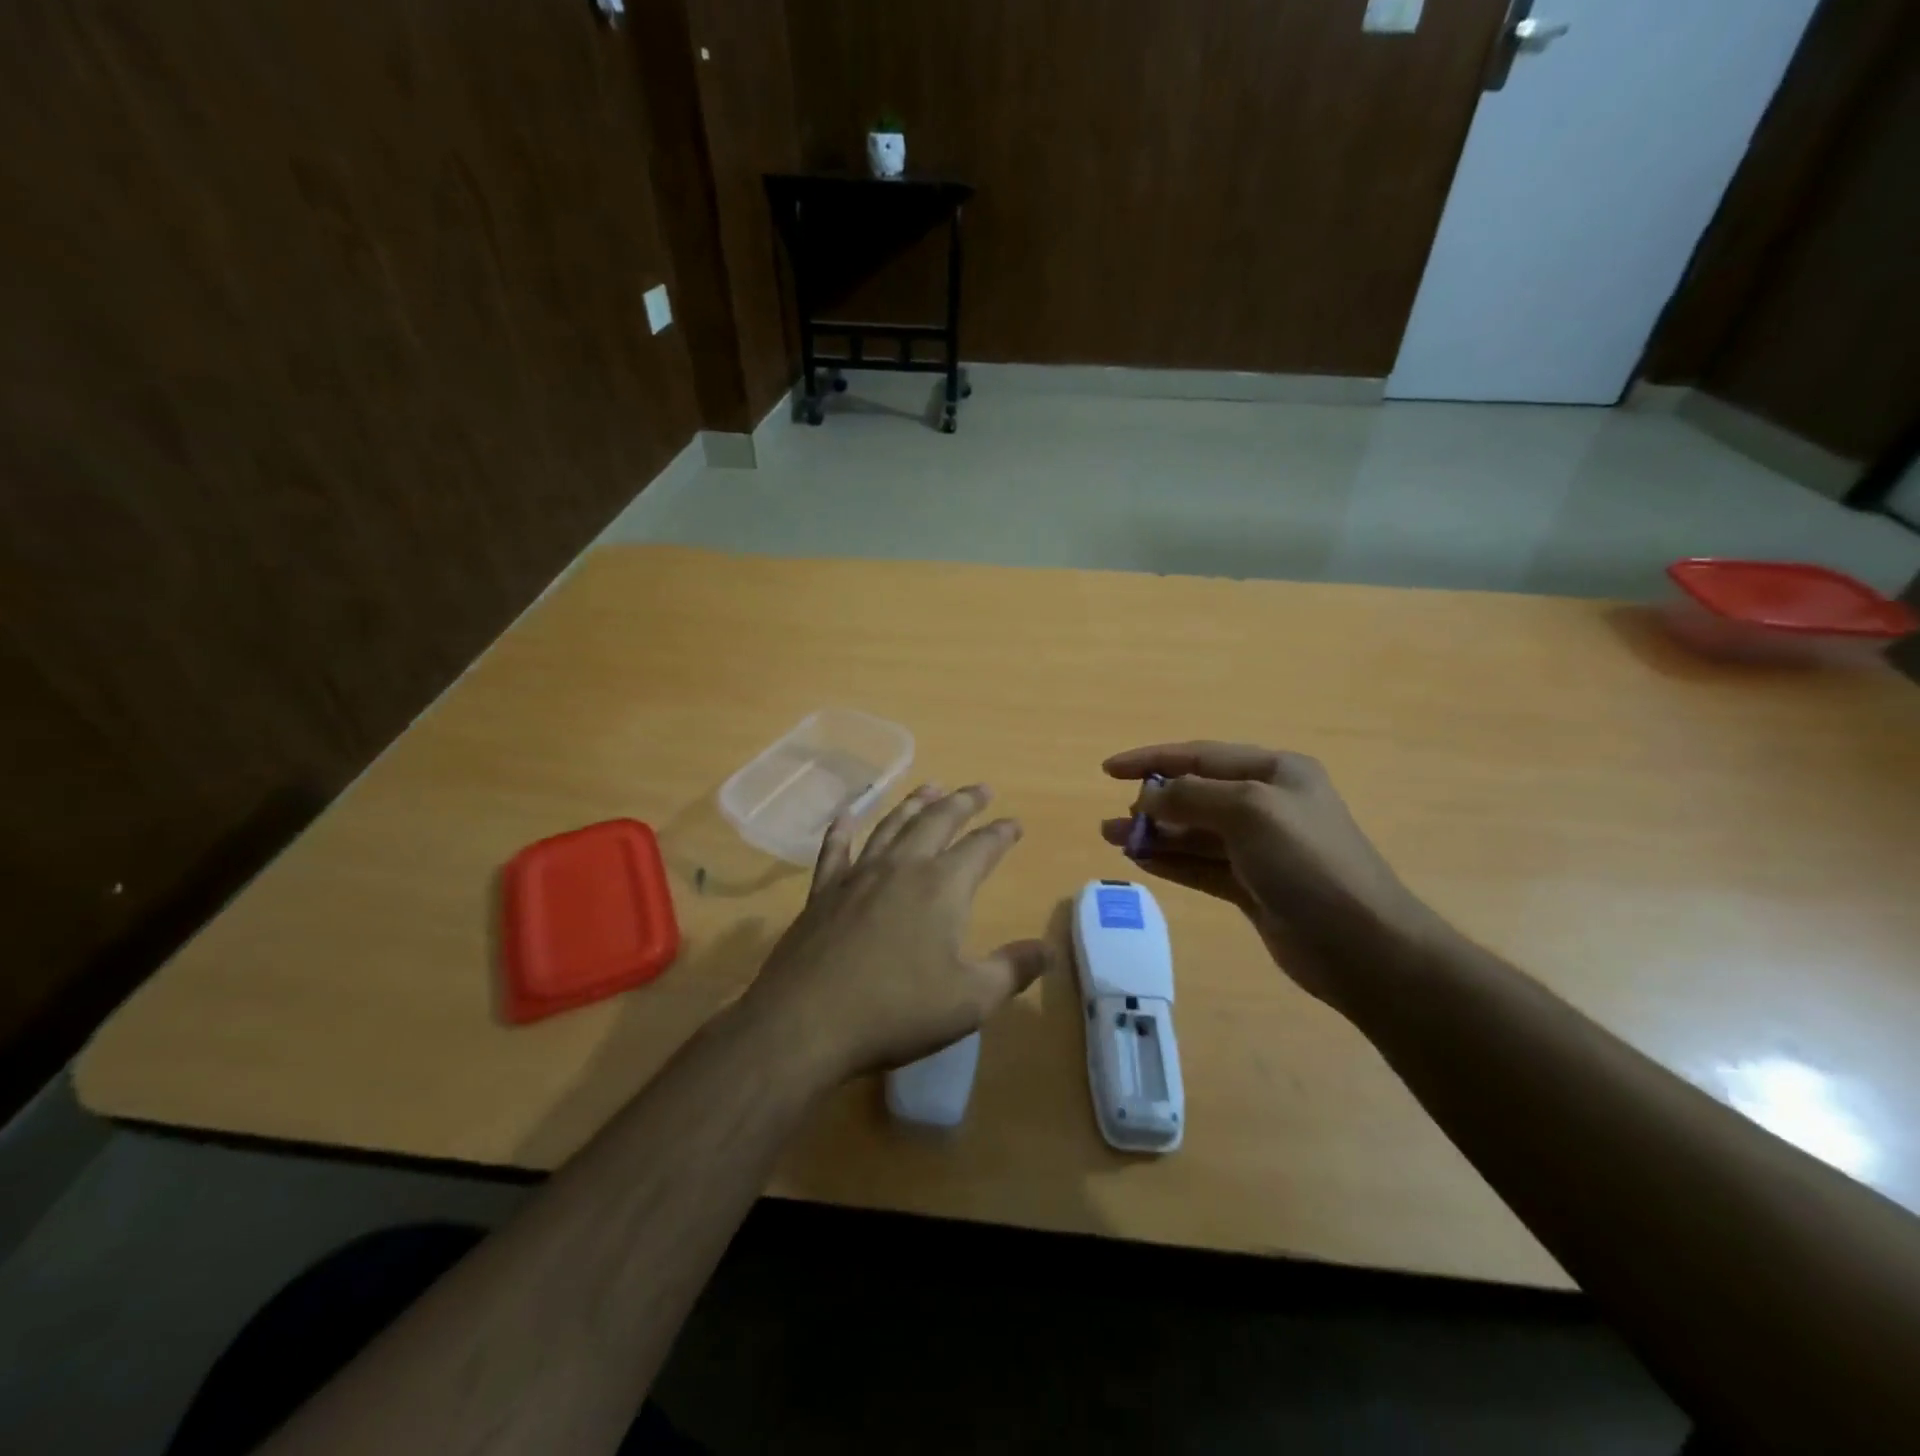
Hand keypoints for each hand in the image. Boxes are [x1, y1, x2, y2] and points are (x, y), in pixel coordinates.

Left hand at [742, 784, 1051, 1083]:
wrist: (808, 1021)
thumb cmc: (898, 1010)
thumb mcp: (970, 1000)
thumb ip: (1012, 970)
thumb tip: (1046, 949)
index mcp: (943, 886)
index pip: (981, 847)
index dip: (1001, 833)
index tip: (1014, 824)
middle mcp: (902, 867)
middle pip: (937, 821)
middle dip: (962, 802)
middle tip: (980, 789)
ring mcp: (858, 875)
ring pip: (891, 825)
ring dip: (914, 804)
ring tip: (930, 788)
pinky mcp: (823, 891)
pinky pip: (835, 849)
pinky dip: (843, 829)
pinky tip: (847, 815)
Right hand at [1101, 742, 1440, 1010]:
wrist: (1362, 945)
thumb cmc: (1308, 862)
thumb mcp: (1249, 811)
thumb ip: (1191, 797)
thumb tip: (1149, 798)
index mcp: (1275, 773)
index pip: (1201, 757)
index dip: (1152, 759)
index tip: (1107, 770)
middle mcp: (1267, 804)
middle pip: (1197, 795)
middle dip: (1153, 803)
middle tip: (1114, 819)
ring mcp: (1261, 849)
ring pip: (1195, 833)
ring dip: (1155, 834)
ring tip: (1113, 838)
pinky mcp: (1254, 887)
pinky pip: (1202, 866)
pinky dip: (1172, 862)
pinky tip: (1142, 861)